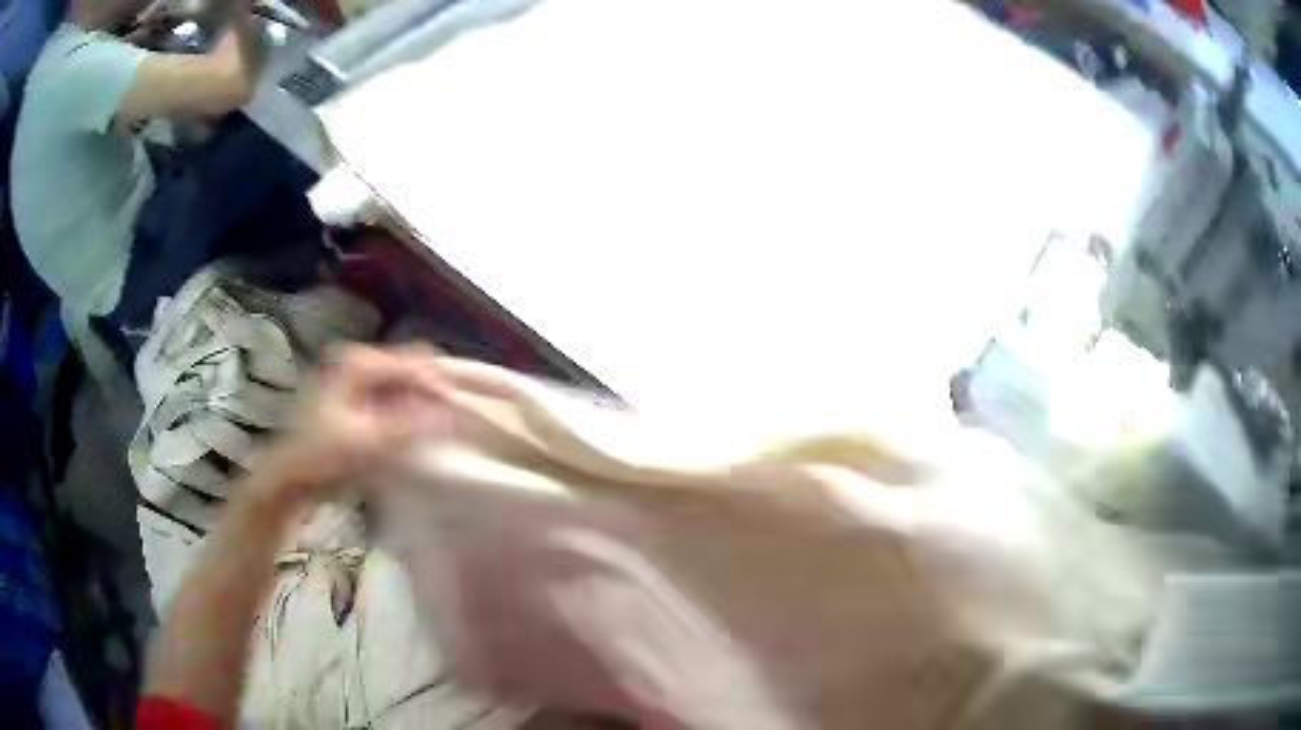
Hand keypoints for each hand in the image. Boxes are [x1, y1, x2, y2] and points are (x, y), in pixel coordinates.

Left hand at [254, 345, 451, 508]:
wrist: (289, 476)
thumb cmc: (322, 456)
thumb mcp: (368, 443)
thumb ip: (410, 426)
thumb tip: (450, 414)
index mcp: (358, 363)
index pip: (411, 362)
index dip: (436, 383)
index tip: (460, 408)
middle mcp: (357, 362)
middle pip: (408, 368)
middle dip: (430, 391)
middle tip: (453, 418)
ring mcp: (355, 381)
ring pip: (401, 383)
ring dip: (419, 401)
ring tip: (440, 426)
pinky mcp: (355, 400)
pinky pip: (391, 397)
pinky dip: (406, 410)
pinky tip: (416, 431)